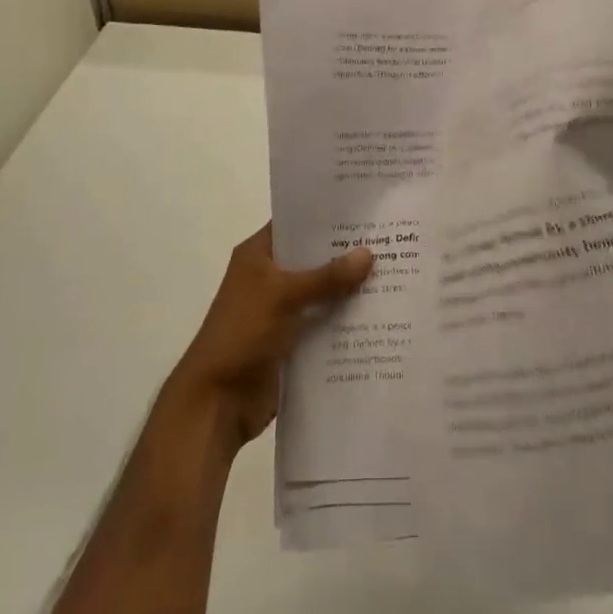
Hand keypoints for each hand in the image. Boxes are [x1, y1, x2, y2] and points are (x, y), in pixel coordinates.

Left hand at [166, 225, 373, 450]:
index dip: (326, 216)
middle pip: (314, 258)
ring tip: (395, 273)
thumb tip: (369, 253)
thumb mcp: (283, 296)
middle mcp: (270, 277)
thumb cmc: (241, 334)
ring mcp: (282, 310)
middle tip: (390, 240)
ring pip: (323, 292)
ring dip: (350, 289)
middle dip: (347, 254)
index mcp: (258, 255)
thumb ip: (326, 277)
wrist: (216, 403)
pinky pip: (324, 322)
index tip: (365, 210)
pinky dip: (346, 319)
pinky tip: (380, 314)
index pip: (296, 223)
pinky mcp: (293, 340)